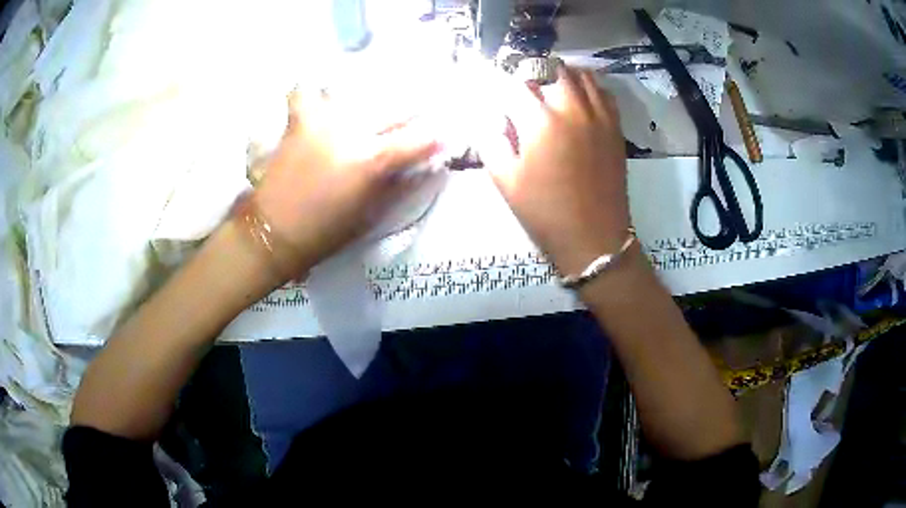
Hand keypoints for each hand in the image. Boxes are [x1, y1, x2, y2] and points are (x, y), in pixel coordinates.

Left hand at [253, 89, 439, 276]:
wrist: (274, 231)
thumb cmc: (326, 231)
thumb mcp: (370, 214)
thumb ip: (399, 186)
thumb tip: (425, 168)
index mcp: (372, 161)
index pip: (418, 139)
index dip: (434, 138)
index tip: (440, 138)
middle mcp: (351, 132)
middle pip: (391, 109)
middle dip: (405, 114)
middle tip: (402, 125)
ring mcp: (323, 121)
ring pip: (352, 95)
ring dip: (361, 104)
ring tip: (357, 115)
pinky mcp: (298, 121)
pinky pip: (303, 93)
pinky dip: (311, 95)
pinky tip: (316, 101)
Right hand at [481, 66, 631, 275]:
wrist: (594, 238)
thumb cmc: (545, 213)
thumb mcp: (505, 181)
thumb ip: (491, 141)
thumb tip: (492, 119)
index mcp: (540, 121)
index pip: (514, 83)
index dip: (500, 83)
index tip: (493, 89)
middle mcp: (572, 108)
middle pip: (549, 68)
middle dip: (530, 71)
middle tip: (521, 87)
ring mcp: (598, 115)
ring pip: (579, 73)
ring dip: (560, 74)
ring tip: (548, 86)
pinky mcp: (615, 126)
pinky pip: (603, 91)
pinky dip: (587, 86)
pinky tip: (578, 98)